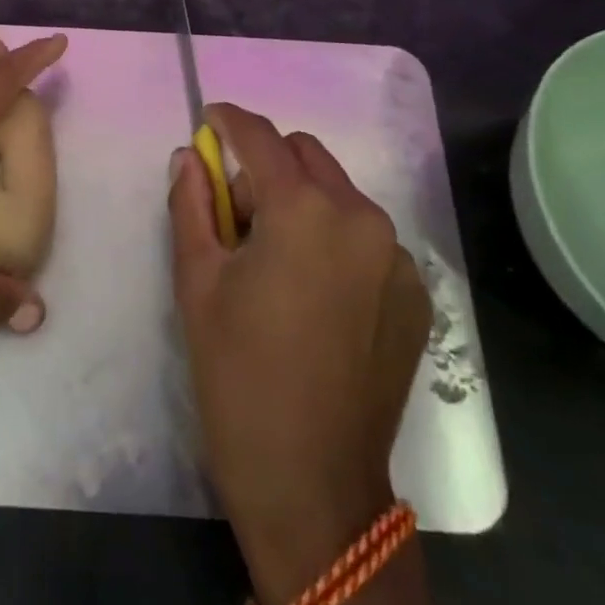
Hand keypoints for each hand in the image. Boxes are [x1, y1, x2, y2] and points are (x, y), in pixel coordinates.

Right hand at [168, 103, 432, 604]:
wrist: (313, 485)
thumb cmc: (238, 377)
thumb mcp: (197, 282)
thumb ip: (191, 204)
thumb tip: (190, 156)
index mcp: (304, 210)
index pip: (261, 138)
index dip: (230, 121)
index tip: (209, 119)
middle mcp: (360, 216)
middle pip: (305, 155)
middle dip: (266, 164)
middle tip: (235, 214)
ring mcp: (395, 256)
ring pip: (338, 192)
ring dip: (300, 200)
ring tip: (273, 259)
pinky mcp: (414, 292)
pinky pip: (365, 236)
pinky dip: (333, 238)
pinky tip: (312, 292)